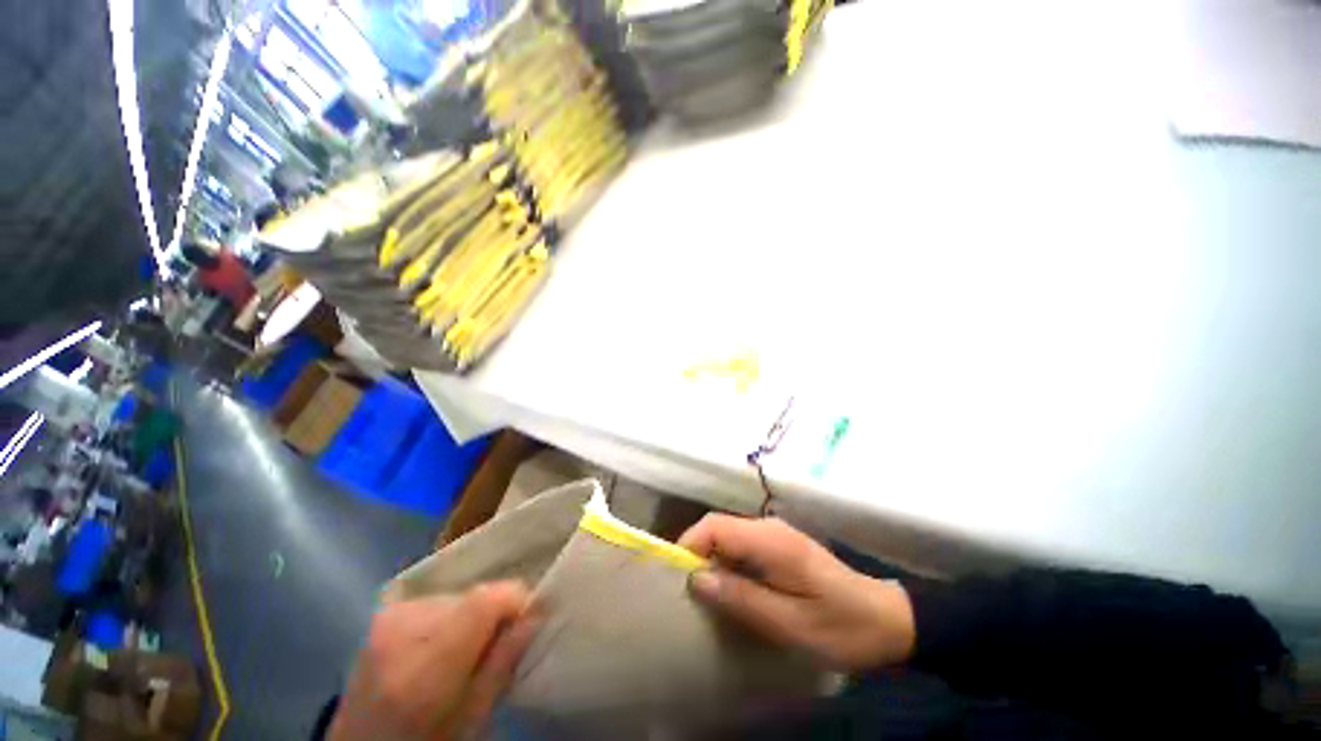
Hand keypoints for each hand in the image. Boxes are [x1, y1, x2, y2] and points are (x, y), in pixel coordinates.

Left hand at [329, 581, 539, 739]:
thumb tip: (536, 613)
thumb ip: (503, 662)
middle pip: (474, 596)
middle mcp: (406, 628)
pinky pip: (434, 601)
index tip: (528, 621)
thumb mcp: (473, 717)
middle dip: (492, 614)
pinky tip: (438, 647)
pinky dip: (447, 618)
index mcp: (429, 661)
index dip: (516, 601)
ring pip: (456, 597)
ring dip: (469, 617)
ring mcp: (389, 618)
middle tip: (493, 647)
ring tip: (462, 651)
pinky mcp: (382, 616)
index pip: (488, 598)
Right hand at [679, 515, 914, 671]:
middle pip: (718, 528)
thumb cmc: (840, 626)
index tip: (678, 578)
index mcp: (770, 540)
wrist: (885, 619)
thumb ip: (740, 597)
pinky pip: (742, 547)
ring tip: (707, 597)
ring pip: (728, 537)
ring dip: (713, 561)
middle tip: (690, 594)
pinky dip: (729, 565)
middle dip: (698, 554)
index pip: (715, 525)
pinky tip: (733, 592)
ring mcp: (775, 534)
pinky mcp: (780, 545)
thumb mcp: (789, 623)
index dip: (690, 544)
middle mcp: (768, 527)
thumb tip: (697, 578)